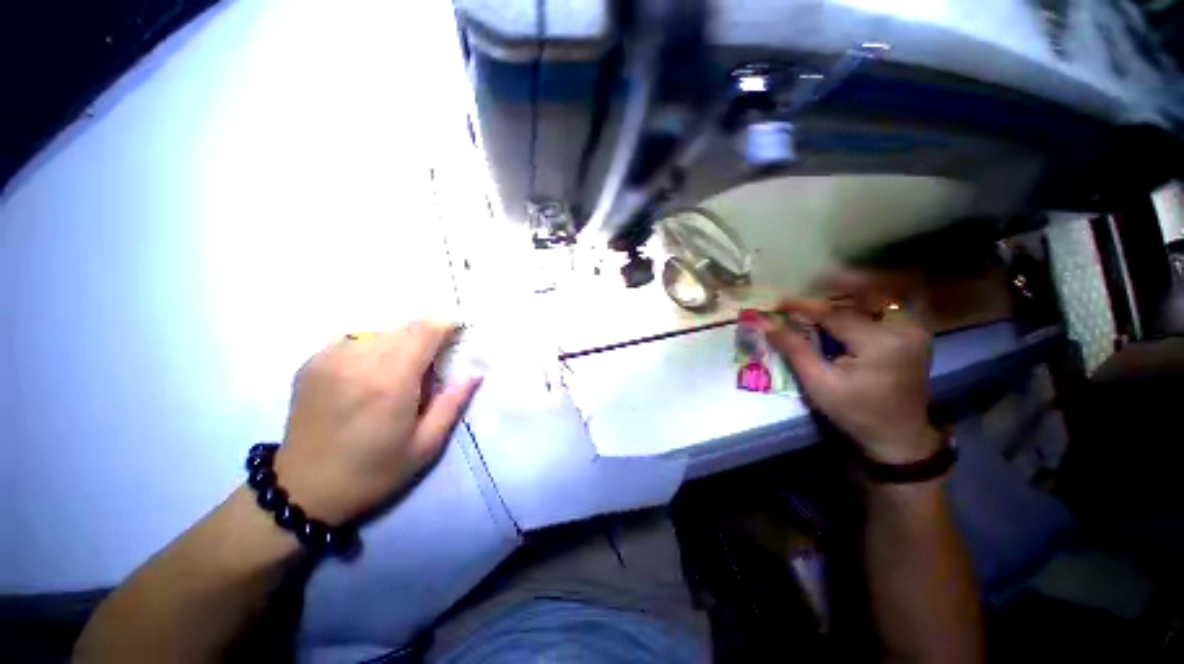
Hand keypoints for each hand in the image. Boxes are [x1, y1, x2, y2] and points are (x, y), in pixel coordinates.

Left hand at [273, 322, 480, 525]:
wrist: (303, 490)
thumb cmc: (374, 472)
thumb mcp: (426, 445)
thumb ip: (453, 403)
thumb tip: (475, 373)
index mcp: (391, 382)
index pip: (425, 330)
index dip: (446, 326)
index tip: (457, 336)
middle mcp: (358, 361)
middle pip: (405, 328)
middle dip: (425, 339)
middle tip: (428, 367)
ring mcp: (330, 359)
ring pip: (381, 333)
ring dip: (399, 345)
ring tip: (397, 375)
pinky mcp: (312, 362)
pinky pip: (355, 341)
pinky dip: (372, 349)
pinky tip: (368, 375)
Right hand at [760, 280, 940, 464]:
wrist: (899, 436)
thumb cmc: (855, 412)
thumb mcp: (819, 383)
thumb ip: (793, 348)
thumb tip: (765, 323)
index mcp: (881, 343)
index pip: (835, 314)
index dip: (803, 306)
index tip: (778, 302)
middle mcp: (904, 328)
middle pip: (861, 294)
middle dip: (831, 284)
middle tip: (804, 286)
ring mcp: (914, 329)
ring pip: (876, 296)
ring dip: (846, 290)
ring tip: (818, 290)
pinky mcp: (913, 333)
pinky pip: (884, 307)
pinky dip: (861, 301)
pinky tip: (842, 303)